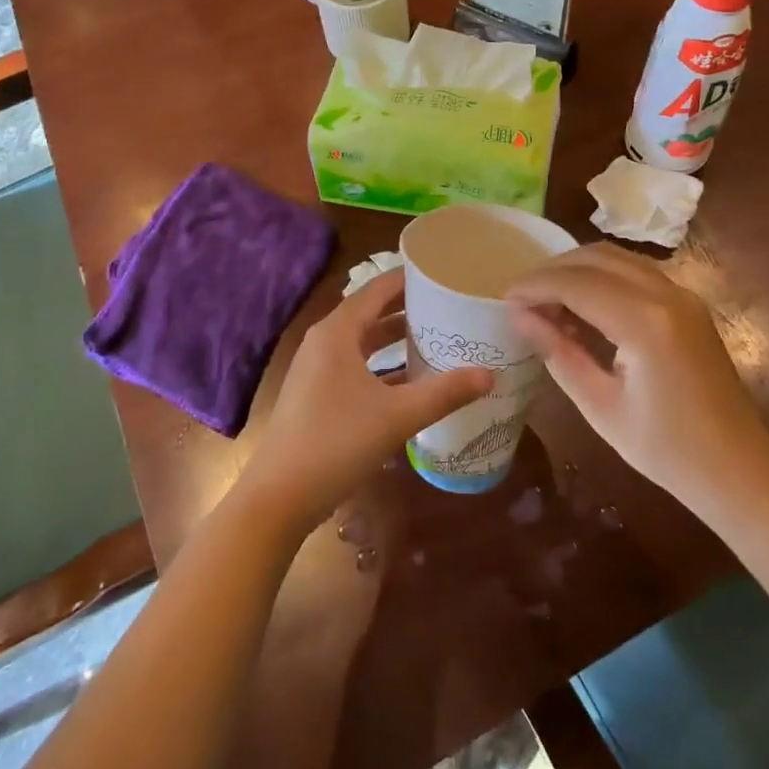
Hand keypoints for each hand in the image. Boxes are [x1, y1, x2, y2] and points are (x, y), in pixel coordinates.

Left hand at [239, 269, 494, 534]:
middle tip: (448, 302)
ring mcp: (316, 368)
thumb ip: (444, 393)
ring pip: (362, 340)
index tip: (443, 271)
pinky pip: (355, 364)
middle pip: (370, 312)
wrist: (279, 497)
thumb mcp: (397, 416)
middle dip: (407, 307)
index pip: (377, 289)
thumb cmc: (337, 443)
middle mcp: (324, 341)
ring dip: (394, 336)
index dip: (408, 278)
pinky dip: (382, 363)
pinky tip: (409, 378)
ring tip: (435, 333)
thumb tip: (490, 374)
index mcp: (337, 332)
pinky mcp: (316, 393)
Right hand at [507, 243, 768, 515]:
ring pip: (616, 257)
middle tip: (521, 298)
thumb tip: (518, 316)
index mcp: (646, 323)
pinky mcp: (688, 303)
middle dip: (552, 271)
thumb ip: (558, 352)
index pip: (576, 283)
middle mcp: (667, 294)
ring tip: (547, 301)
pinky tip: (583, 306)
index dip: (535, 286)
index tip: (504, 299)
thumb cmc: (666, 450)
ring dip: (577, 269)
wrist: (739, 471)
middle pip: (596, 257)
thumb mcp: (600, 405)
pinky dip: (602, 277)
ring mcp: (683, 295)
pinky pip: (635, 271)